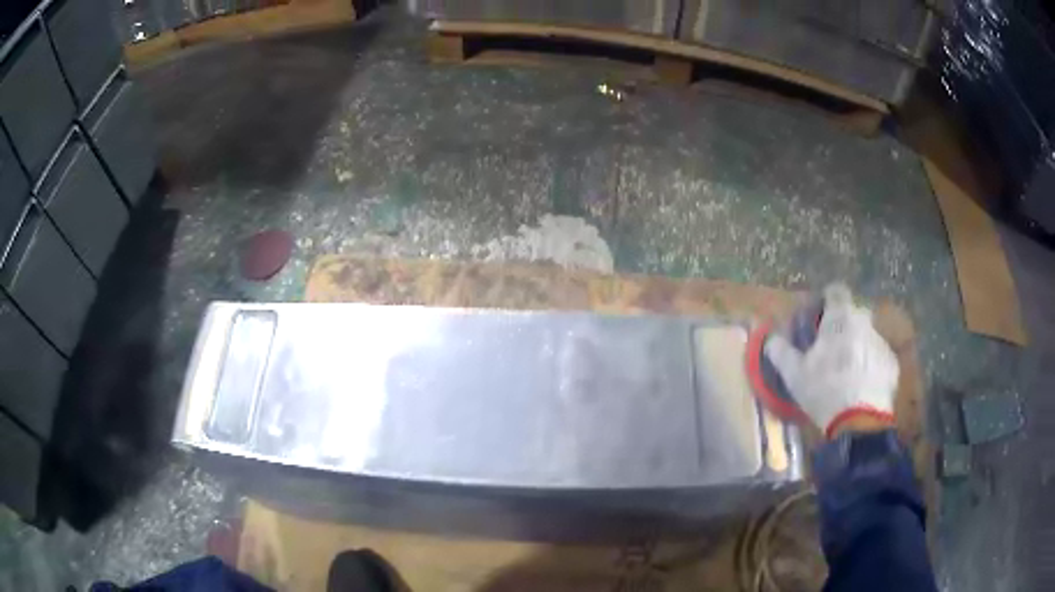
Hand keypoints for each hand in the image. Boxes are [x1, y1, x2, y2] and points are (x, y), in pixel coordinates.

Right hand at [764, 284, 898, 437]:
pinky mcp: (891, 363)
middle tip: (831, 348)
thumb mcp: (794, 374)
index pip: (836, 291)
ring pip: (867, 336)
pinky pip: (878, 357)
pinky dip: (870, 366)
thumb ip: (781, 351)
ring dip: (858, 346)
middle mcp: (864, 321)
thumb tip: (770, 338)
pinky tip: (861, 386)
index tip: (819, 316)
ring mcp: (881, 342)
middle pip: (853, 313)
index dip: (827, 300)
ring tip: (847, 372)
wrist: (860, 421)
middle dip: (843, 325)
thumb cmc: (824, 390)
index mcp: (840, 317)